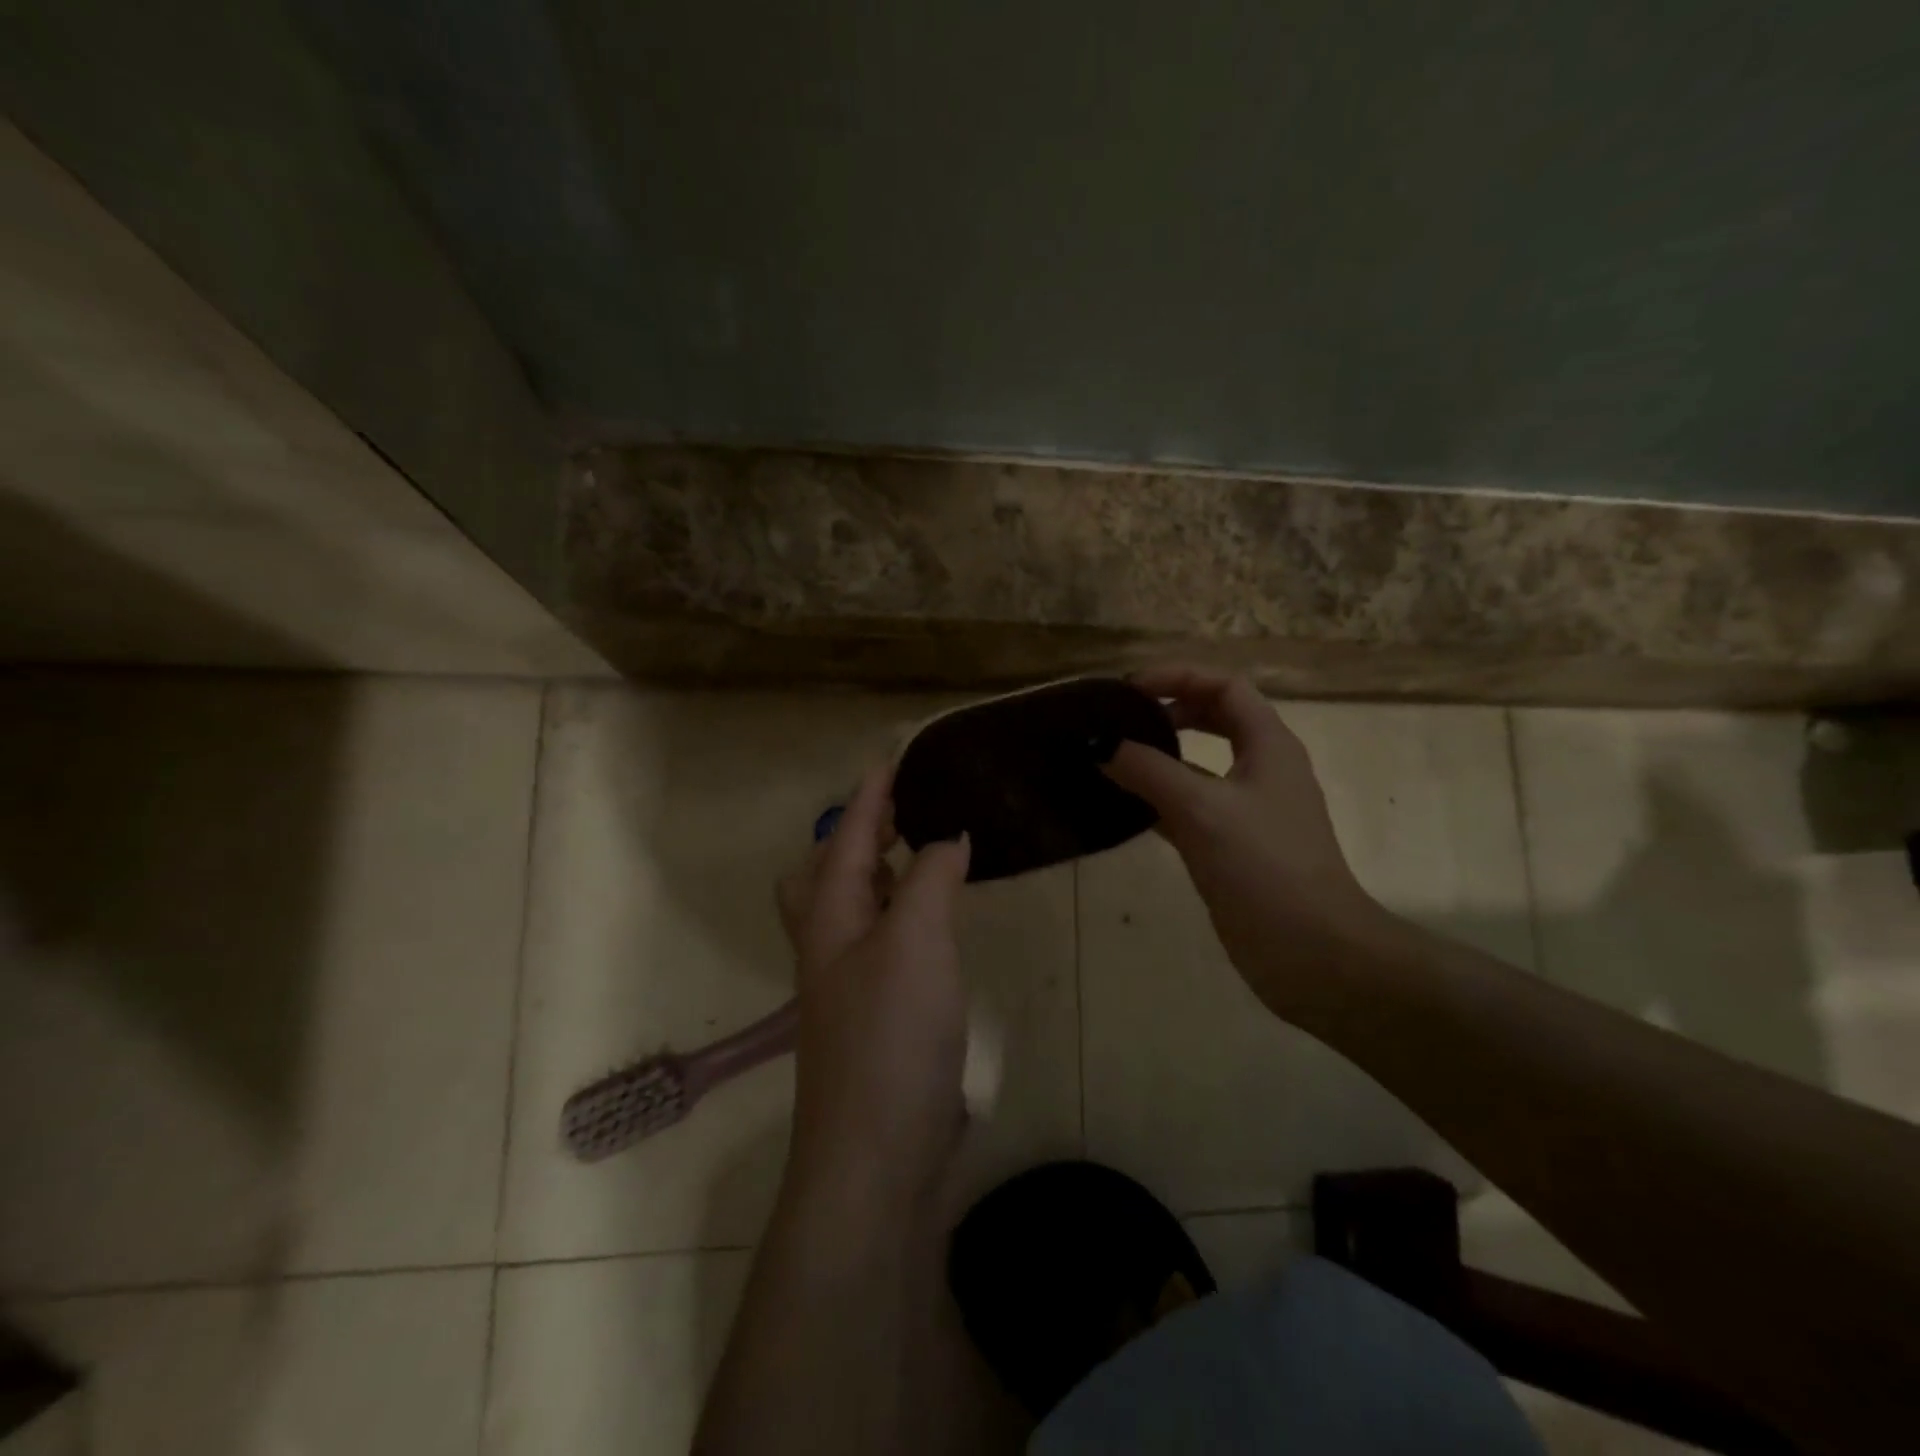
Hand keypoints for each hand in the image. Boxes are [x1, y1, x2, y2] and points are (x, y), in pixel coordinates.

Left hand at [775, 763, 971, 1206]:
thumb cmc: (891, 1037)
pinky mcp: (877, 1017)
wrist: (877, 1158)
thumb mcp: (915, 942)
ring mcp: (850, 986)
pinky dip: (905, 915)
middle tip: (907, 811)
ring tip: (926, 853)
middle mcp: (830, 945)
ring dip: (883, 873)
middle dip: (861, 834)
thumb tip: (948, 837)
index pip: (846, 837)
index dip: (871, 795)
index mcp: (828, 917)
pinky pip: (885, 943)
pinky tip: (936, 924)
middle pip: (829, 872)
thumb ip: (930, 880)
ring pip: (856, 908)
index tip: (894, 756)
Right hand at [1102, 664, 1386, 1019]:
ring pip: (1200, 766)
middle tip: (1120, 719)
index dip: (1178, 676)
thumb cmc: (1264, 867)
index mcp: (1269, 745)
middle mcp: (1262, 769)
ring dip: (1161, 756)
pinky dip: (1159, 800)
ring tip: (1113, 758)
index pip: (1224, 687)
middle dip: (1169, 710)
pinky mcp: (1233, 846)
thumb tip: (1099, 745)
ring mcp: (1248, 810)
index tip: (1129, 689)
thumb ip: (1148, 771)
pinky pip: (1190, 807)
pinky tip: (1124, 808)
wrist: (1312, 953)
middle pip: (1215, 718)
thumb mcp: (1201, 809)